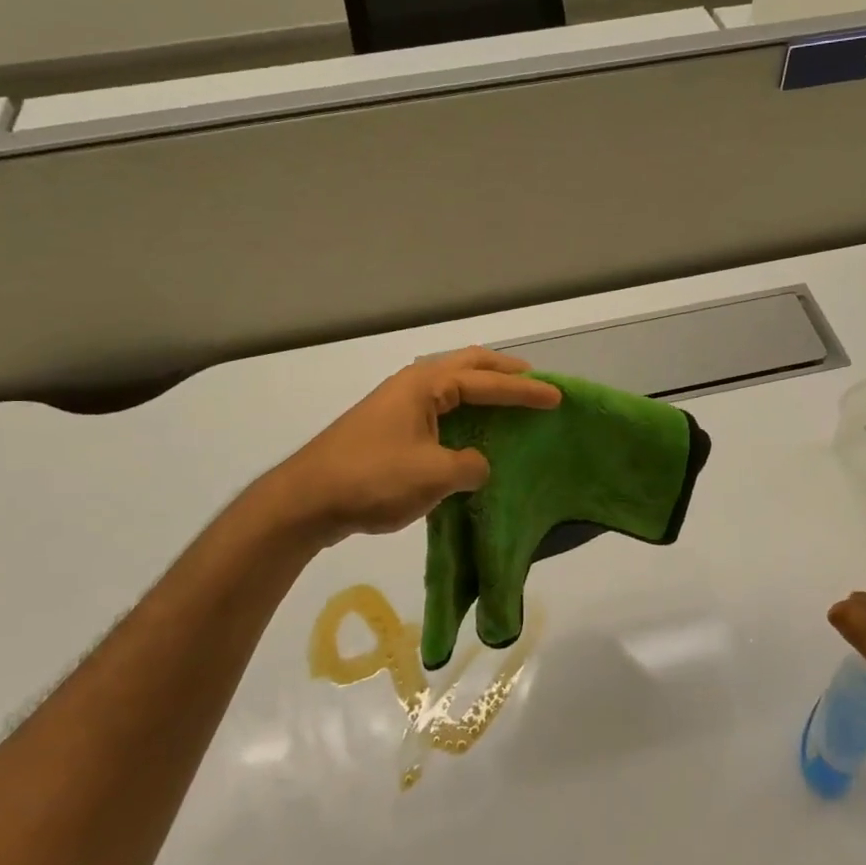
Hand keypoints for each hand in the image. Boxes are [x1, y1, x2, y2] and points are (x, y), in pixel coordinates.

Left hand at [265, 348, 560, 546]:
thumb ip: (470, 467)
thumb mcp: (433, 475)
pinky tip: (474, 432)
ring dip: (483, 389)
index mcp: (427, 385)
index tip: (557, 397)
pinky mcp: (391, 426)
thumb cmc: (373, 478)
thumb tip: (479, 465)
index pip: (487, 381)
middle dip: (504, 373)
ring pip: (452, 384)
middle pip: (469, 365)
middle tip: (536, 383)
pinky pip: (440, 407)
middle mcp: (414, 384)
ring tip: (510, 402)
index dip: (525, 391)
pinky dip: (465, 410)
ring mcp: (399, 403)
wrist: (307, 499)